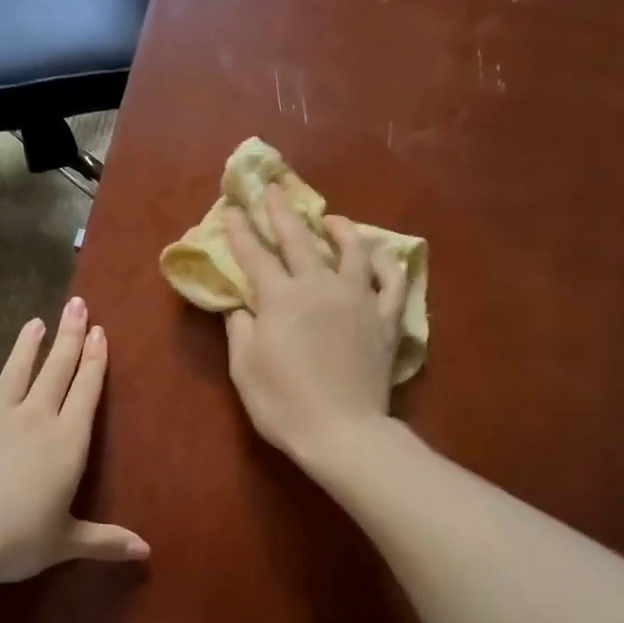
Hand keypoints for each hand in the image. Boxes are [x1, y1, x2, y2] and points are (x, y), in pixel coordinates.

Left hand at [0, 297, 148, 586]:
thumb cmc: (20, 539)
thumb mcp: (67, 542)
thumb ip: (106, 541)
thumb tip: (146, 552)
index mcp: (67, 442)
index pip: (86, 392)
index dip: (94, 361)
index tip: (99, 331)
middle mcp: (35, 419)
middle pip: (56, 371)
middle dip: (69, 337)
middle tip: (77, 305)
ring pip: (16, 373)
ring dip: (27, 346)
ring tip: (36, 321)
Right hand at [223, 188, 407, 469]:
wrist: (343, 432)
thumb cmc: (284, 405)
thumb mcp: (245, 369)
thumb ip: (241, 328)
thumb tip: (240, 304)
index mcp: (280, 298)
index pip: (255, 255)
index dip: (240, 231)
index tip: (231, 209)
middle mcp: (319, 286)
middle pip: (299, 239)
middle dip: (282, 211)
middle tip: (273, 189)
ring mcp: (358, 299)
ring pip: (352, 249)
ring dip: (340, 228)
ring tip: (331, 219)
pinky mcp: (385, 318)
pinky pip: (392, 281)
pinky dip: (386, 263)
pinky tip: (379, 255)